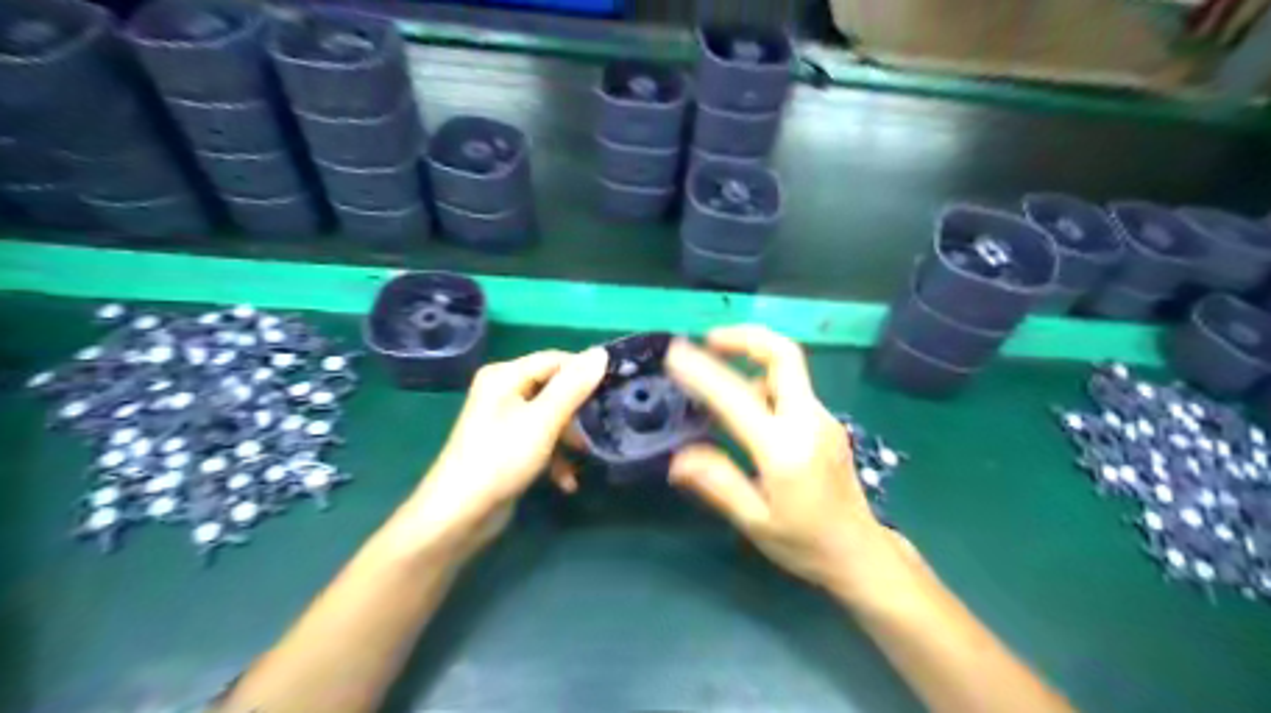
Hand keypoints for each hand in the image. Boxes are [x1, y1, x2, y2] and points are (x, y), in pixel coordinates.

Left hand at [402, 347, 610, 560]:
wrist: (459, 515)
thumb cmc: (501, 460)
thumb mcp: (543, 421)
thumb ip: (573, 387)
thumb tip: (600, 353)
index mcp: (505, 375)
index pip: (556, 360)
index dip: (586, 371)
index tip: (615, 388)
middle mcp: (502, 390)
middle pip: (553, 388)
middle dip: (579, 410)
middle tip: (605, 423)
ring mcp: (503, 419)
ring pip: (550, 416)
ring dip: (569, 437)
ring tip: (586, 456)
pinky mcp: (506, 445)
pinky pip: (539, 438)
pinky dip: (554, 455)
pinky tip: (567, 481)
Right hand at [666, 326, 913, 602]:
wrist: (860, 553)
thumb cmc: (805, 543)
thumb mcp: (755, 521)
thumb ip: (718, 483)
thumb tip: (678, 458)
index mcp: (786, 449)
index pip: (738, 397)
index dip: (704, 371)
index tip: (675, 354)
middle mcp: (809, 421)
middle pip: (784, 355)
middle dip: (745, 337)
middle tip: (708, 340)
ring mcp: (823, 418)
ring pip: (787, 370)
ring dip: (752, 362)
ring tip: (715, 380)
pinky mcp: (826, 422)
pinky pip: (791, 389)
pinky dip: (763, 382)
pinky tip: (743, 409)